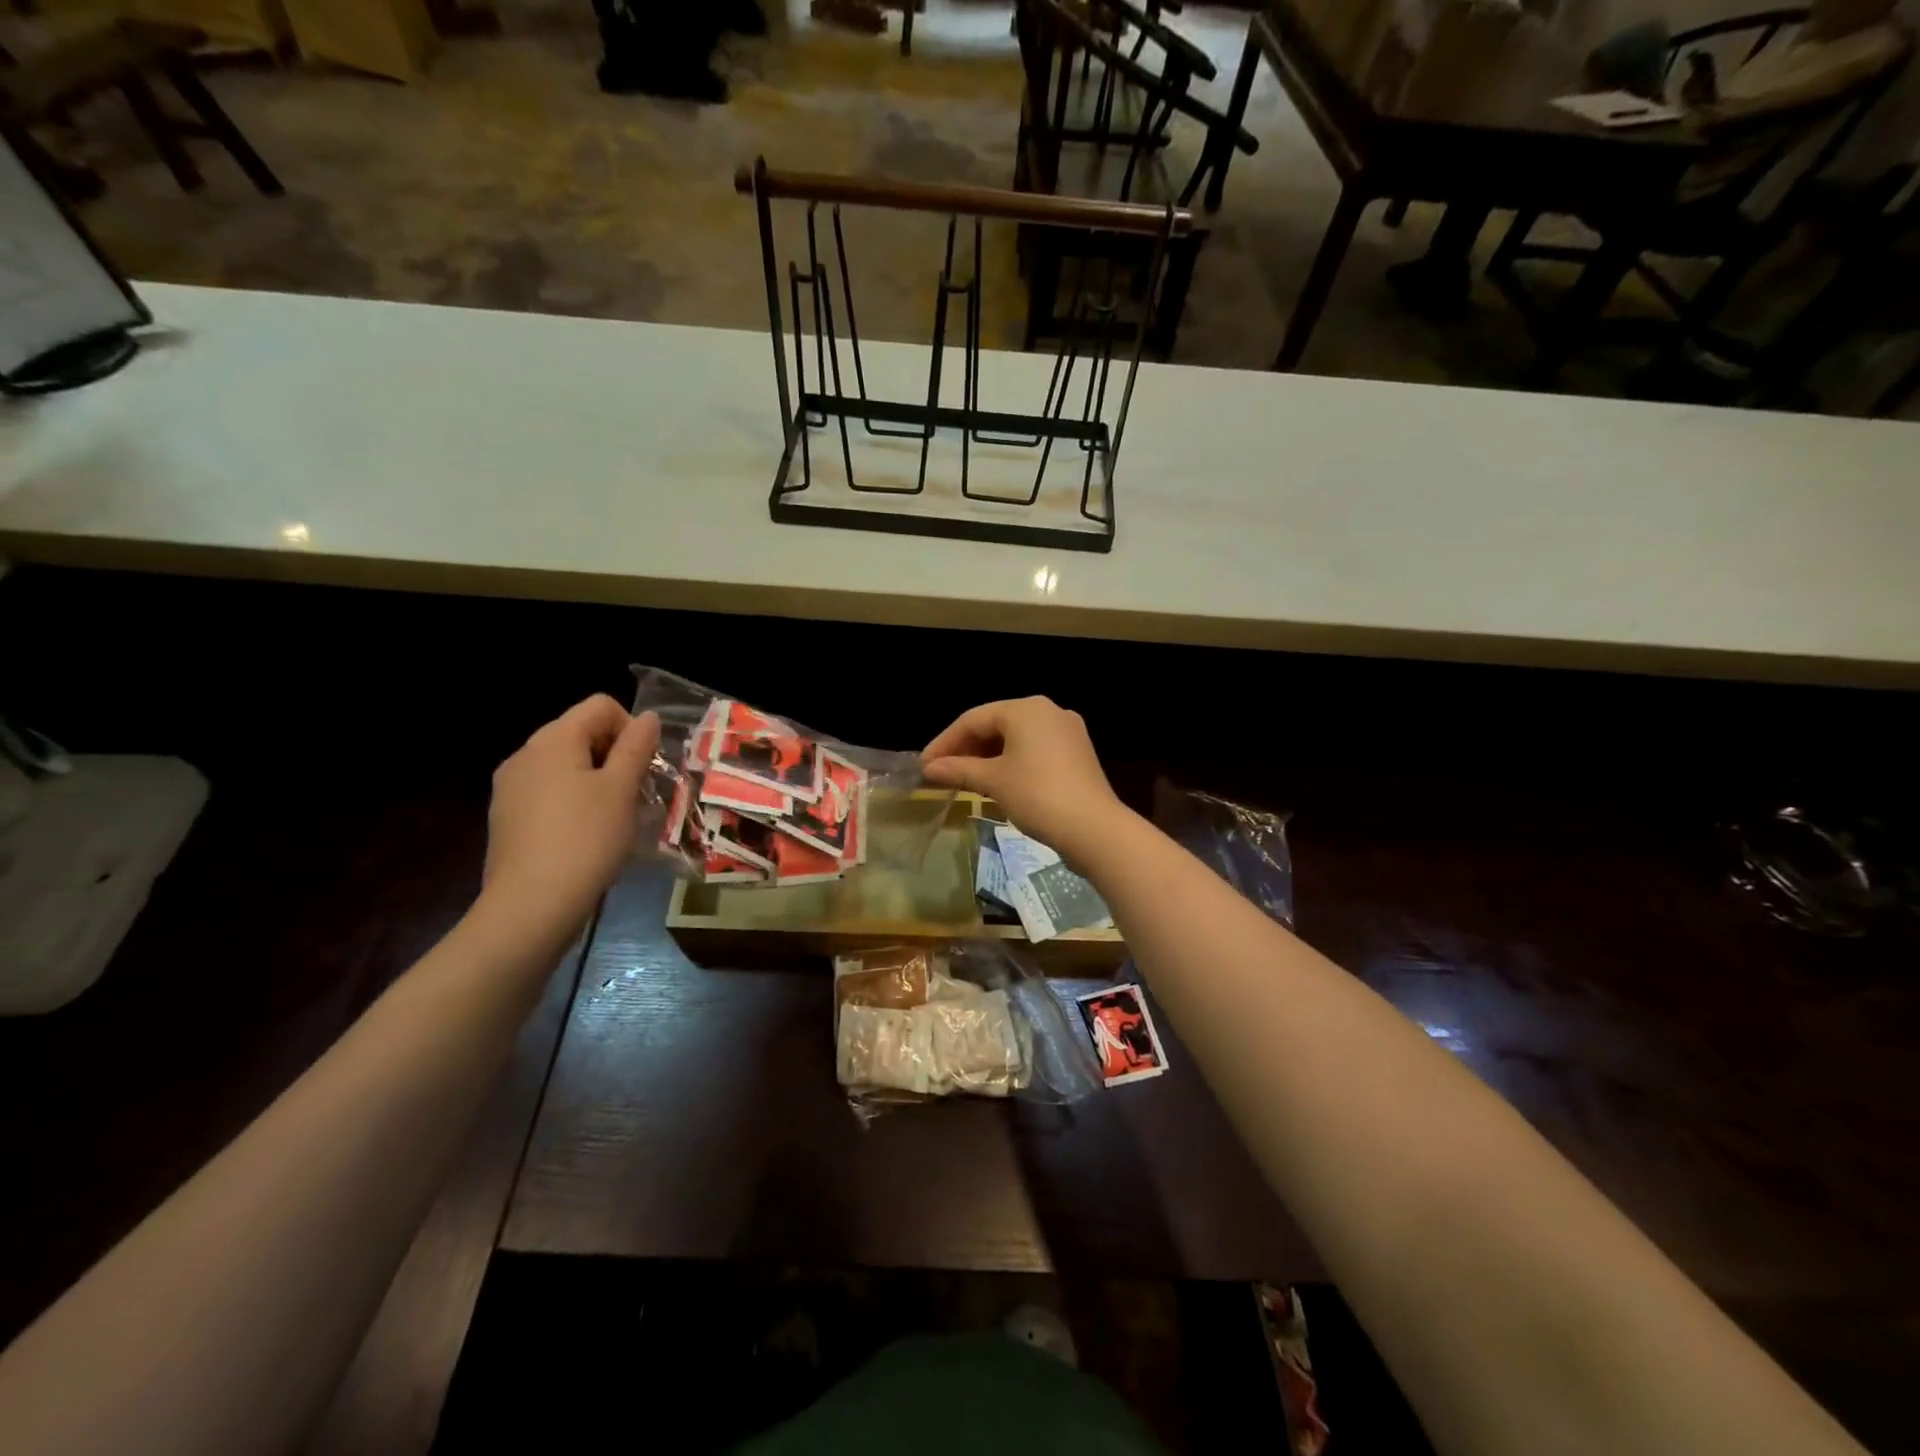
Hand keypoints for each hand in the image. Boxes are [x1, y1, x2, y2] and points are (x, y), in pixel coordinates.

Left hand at [480, 695, 659, 939]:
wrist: (530, 907)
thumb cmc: (585, 840)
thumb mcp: (621, 790)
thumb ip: (636, 747)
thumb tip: (648, 717)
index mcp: (552, 740)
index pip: (600, 706)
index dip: (631, 728)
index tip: (644, 767)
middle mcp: (525, 754)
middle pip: (581, 733)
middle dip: (616, 755)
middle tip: (636, 794)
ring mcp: (510, 787)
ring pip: (566, 765)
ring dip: (597, 780)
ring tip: (614, 818)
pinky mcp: (507, 817)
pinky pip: (549, 792)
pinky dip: (574, 801)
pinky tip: (586, 836)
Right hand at [922, 697, 1129, 862]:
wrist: (1094, 828)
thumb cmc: (1037, 795)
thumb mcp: (993, 781)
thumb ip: (959, 770)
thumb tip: (929, 768)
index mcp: (1025, 709)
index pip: (973, 719)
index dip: (945, 742)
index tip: (924, 765)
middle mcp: (1048, 711)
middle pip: (996, 725)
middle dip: (967, 749)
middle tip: (943, 773)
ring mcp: (1067, 731)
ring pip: (1016, 738)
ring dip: (988, 757)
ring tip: (966, 780)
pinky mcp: (1077, 754)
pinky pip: (1035, 750)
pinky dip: (1012, 763)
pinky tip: (998, 783)